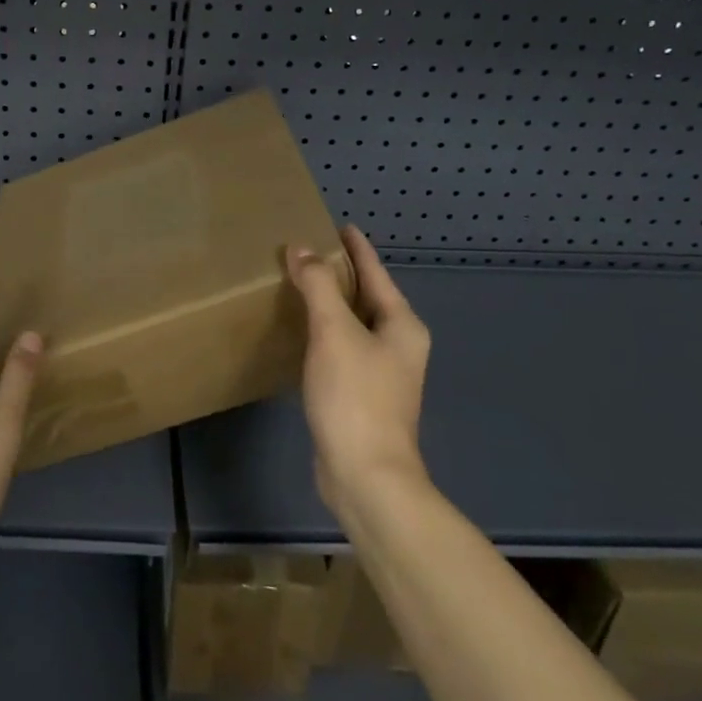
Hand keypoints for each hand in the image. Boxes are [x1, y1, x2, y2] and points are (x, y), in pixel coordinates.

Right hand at [285, 224, 431, 522]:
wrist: (366, 476)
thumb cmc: (356, 396)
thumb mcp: (334, 332)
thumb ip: (317, 286)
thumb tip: (301, 249)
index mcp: (401, 325)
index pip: (376, 273)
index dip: (357, 248)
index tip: (339, 224)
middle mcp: (398, 345)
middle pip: (367, 297)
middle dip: (340, 274)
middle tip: (308, 251)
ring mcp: (382, 373)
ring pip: (353, 324)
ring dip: (329, 304)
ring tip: (299, 284)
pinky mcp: (361, 395)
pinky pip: (342, 349)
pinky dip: (324, 332)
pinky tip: (301, 332)